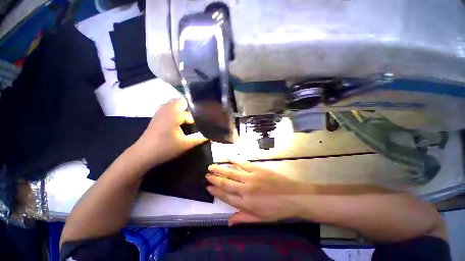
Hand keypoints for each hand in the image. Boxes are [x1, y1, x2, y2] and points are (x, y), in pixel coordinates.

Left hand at [131, 98, 207, 168]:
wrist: (143, 154)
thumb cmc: (165, 148)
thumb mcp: (185, 144)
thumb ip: (199, 138)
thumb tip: (211, 135)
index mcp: (175, 114)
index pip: (191, 114)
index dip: (198, 119)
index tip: (204, 125)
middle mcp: (167, 109)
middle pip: (181, 101)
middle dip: (191, 107)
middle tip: (198, 117)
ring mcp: (160, 111)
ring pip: (173, 102)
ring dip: (182, 107)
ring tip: (190, 116)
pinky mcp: (156, 115)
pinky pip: (167, 106)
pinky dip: (174, 108)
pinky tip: (178, 118)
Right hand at [206, 160, 305, 225]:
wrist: (293, 196)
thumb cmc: (276, 210)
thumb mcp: (260, 219)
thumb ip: (243, 218)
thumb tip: (228, 222)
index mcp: (245, 203)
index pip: (226, 197)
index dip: (216, 192)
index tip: (208, 187)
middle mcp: (245, 190)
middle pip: (226, 183)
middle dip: (214, 179)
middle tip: (206, 175)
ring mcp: (251, 177)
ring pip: (232, 172)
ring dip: (220, 169)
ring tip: (211, 166)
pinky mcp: (257, 169)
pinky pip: (243, 163)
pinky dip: (235, 160)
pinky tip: (228, 158)